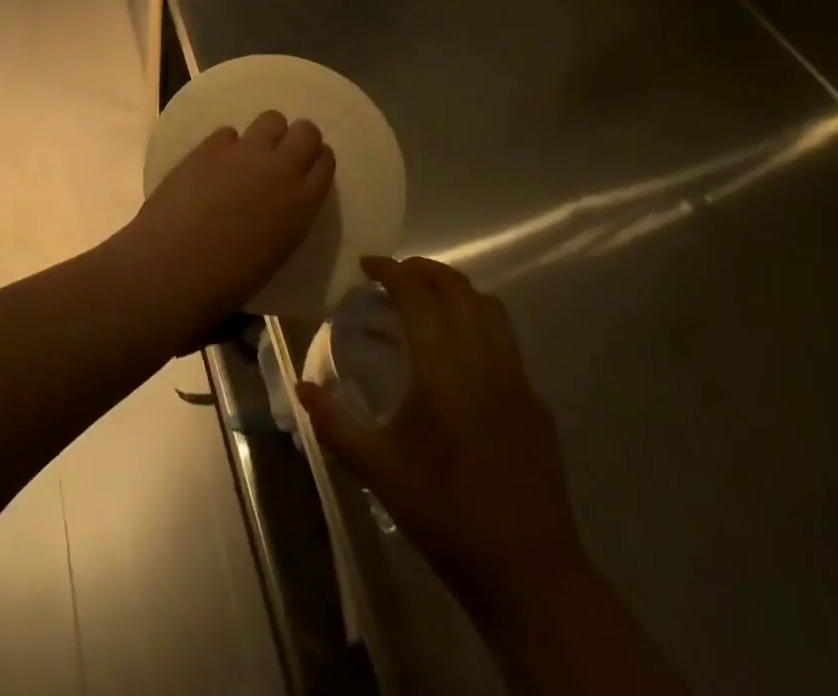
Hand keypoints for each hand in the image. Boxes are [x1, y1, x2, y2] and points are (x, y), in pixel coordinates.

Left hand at [117, 112, 335, 330]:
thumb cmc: (228, 279)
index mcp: (303, 203)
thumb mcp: (277, 252)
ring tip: (250, 154)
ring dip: (266, 134)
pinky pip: (228, 132)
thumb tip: (279, 204)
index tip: (307, 168)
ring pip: (271, 119)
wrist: (174, 265)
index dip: (317, 161)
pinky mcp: (210, 145)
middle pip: (306, 131)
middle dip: (298, 138)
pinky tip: (214, 165)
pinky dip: (226, 146)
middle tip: (282, 155)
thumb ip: (287, 218)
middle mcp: (281, 169)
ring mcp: (245, 152)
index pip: (325, 162)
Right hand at [298, 256, 584, 618]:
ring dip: (456, 290)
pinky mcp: (536, 401)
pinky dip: (479, 321)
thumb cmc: (444, 515)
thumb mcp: (378, 470)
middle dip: (425, 270)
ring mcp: (517, 379)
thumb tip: (300, 387)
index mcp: (442, 371)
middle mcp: (484, 361)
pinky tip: (460, 351)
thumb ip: (334, 423)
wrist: (528, 573)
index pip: (417, 296)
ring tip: (427, 299)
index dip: (391, 271)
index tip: (367, 264)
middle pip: (458, 289)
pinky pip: (506, 339)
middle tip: (394, 274)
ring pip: (489, 307)